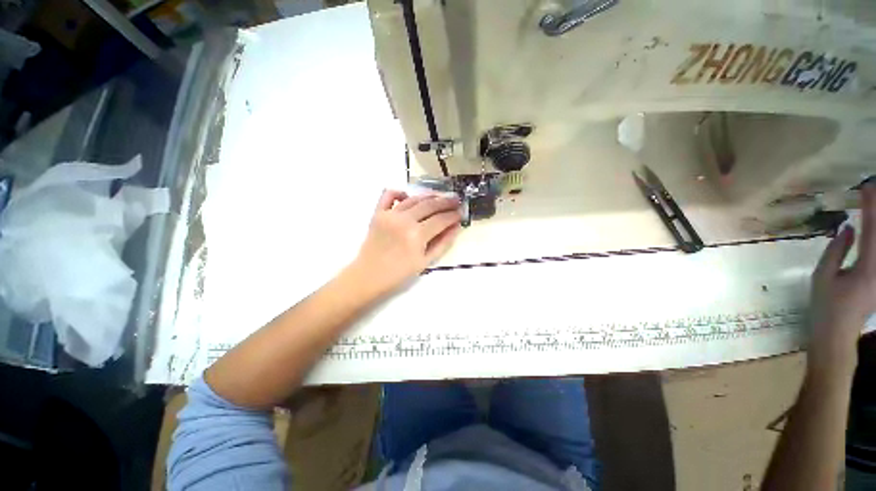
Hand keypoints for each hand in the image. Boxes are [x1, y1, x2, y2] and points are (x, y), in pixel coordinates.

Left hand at [349, 190, 461, 297]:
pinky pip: (389, 195)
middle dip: (446, 202)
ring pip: (414, 198)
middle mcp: (405, 220)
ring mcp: (390, 214)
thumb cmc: (399, 273)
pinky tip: (408, 196)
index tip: (461, 213)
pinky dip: (400, 192)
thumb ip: (443, 243)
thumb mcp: (426, 262)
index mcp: (417, 235)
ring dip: (429, 196)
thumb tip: (456, 227)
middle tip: (456, 201)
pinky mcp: (378, 213)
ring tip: (440, 197)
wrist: (369, 275)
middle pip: (430, 205)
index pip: (441, 219)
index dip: (453, 215)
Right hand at [809, 185, 875, 373]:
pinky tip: (873, 230)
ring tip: (874, 205)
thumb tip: (848, 227)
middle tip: (874, 189)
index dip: (871, 206)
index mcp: (868, 268)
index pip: (872, 230)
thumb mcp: (823, 277)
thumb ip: (837, 250)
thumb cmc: (825, 305)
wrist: (838, 332)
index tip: (866, 187)